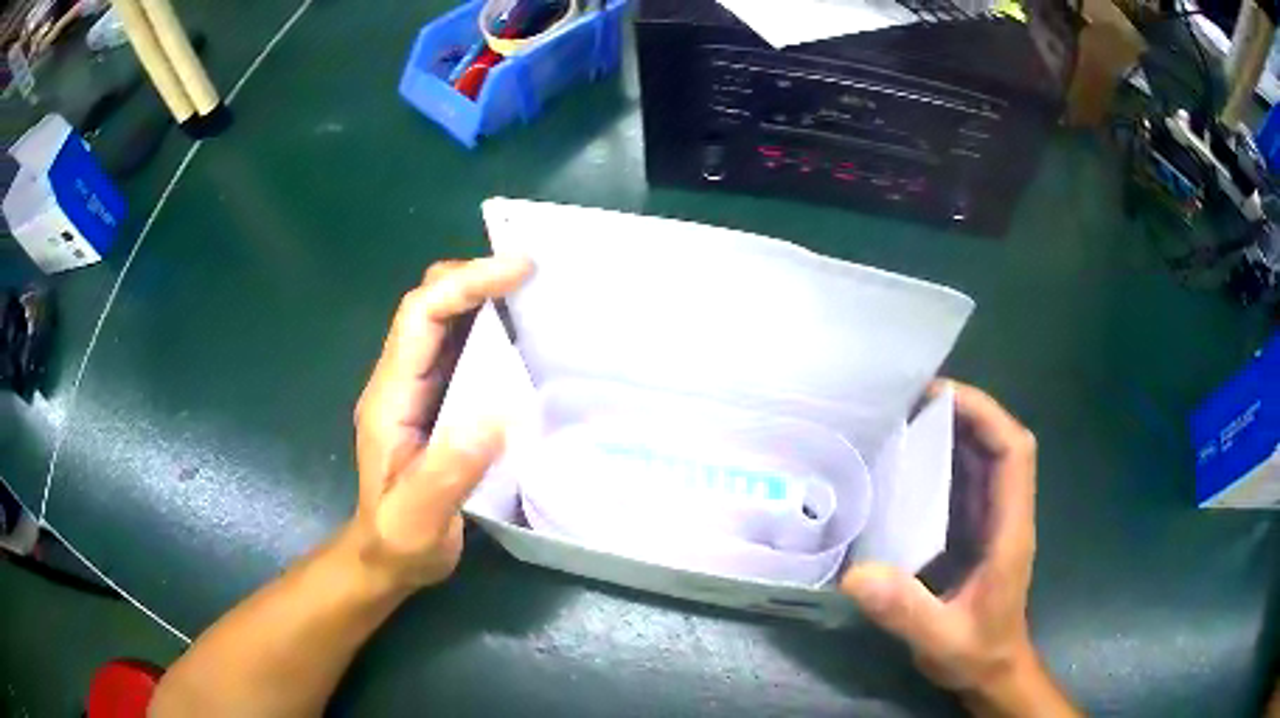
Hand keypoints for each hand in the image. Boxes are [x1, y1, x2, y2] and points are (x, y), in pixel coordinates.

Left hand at [349, 256, 531, 591]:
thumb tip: (497, 412)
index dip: (465, 282)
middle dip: (475, 276)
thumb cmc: (400, 539)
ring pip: (443, 318)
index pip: (421, 315)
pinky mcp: (434, 400)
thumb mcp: (420, 517)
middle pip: (428, 302)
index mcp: (390, 397)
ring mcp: (415, 388)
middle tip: (533, 273)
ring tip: (535, 292)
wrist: (388, 557)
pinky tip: (522, 335)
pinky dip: (489, 327)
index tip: (518, 270)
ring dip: (484, 295)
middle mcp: (399, 380)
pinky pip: (459, 346)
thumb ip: (449, 469)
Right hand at [841, 380, 1047, 707]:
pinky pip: (967, 481)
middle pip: (1001, 443)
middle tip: (913, 400)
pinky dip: (945, 460)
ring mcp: (994, 521)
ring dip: (956, 430)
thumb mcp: (940, 639)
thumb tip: (855, 574)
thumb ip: (905, 610)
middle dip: (966, 412)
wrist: (993, 671)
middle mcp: (1007, 515)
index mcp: (1010, 530)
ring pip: (985, 458)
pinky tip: (910, 462)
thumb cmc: (976, 653)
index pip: (1014, 452)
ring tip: (908, 418)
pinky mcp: (978, 531)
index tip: (942, 396)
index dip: (986, 415)